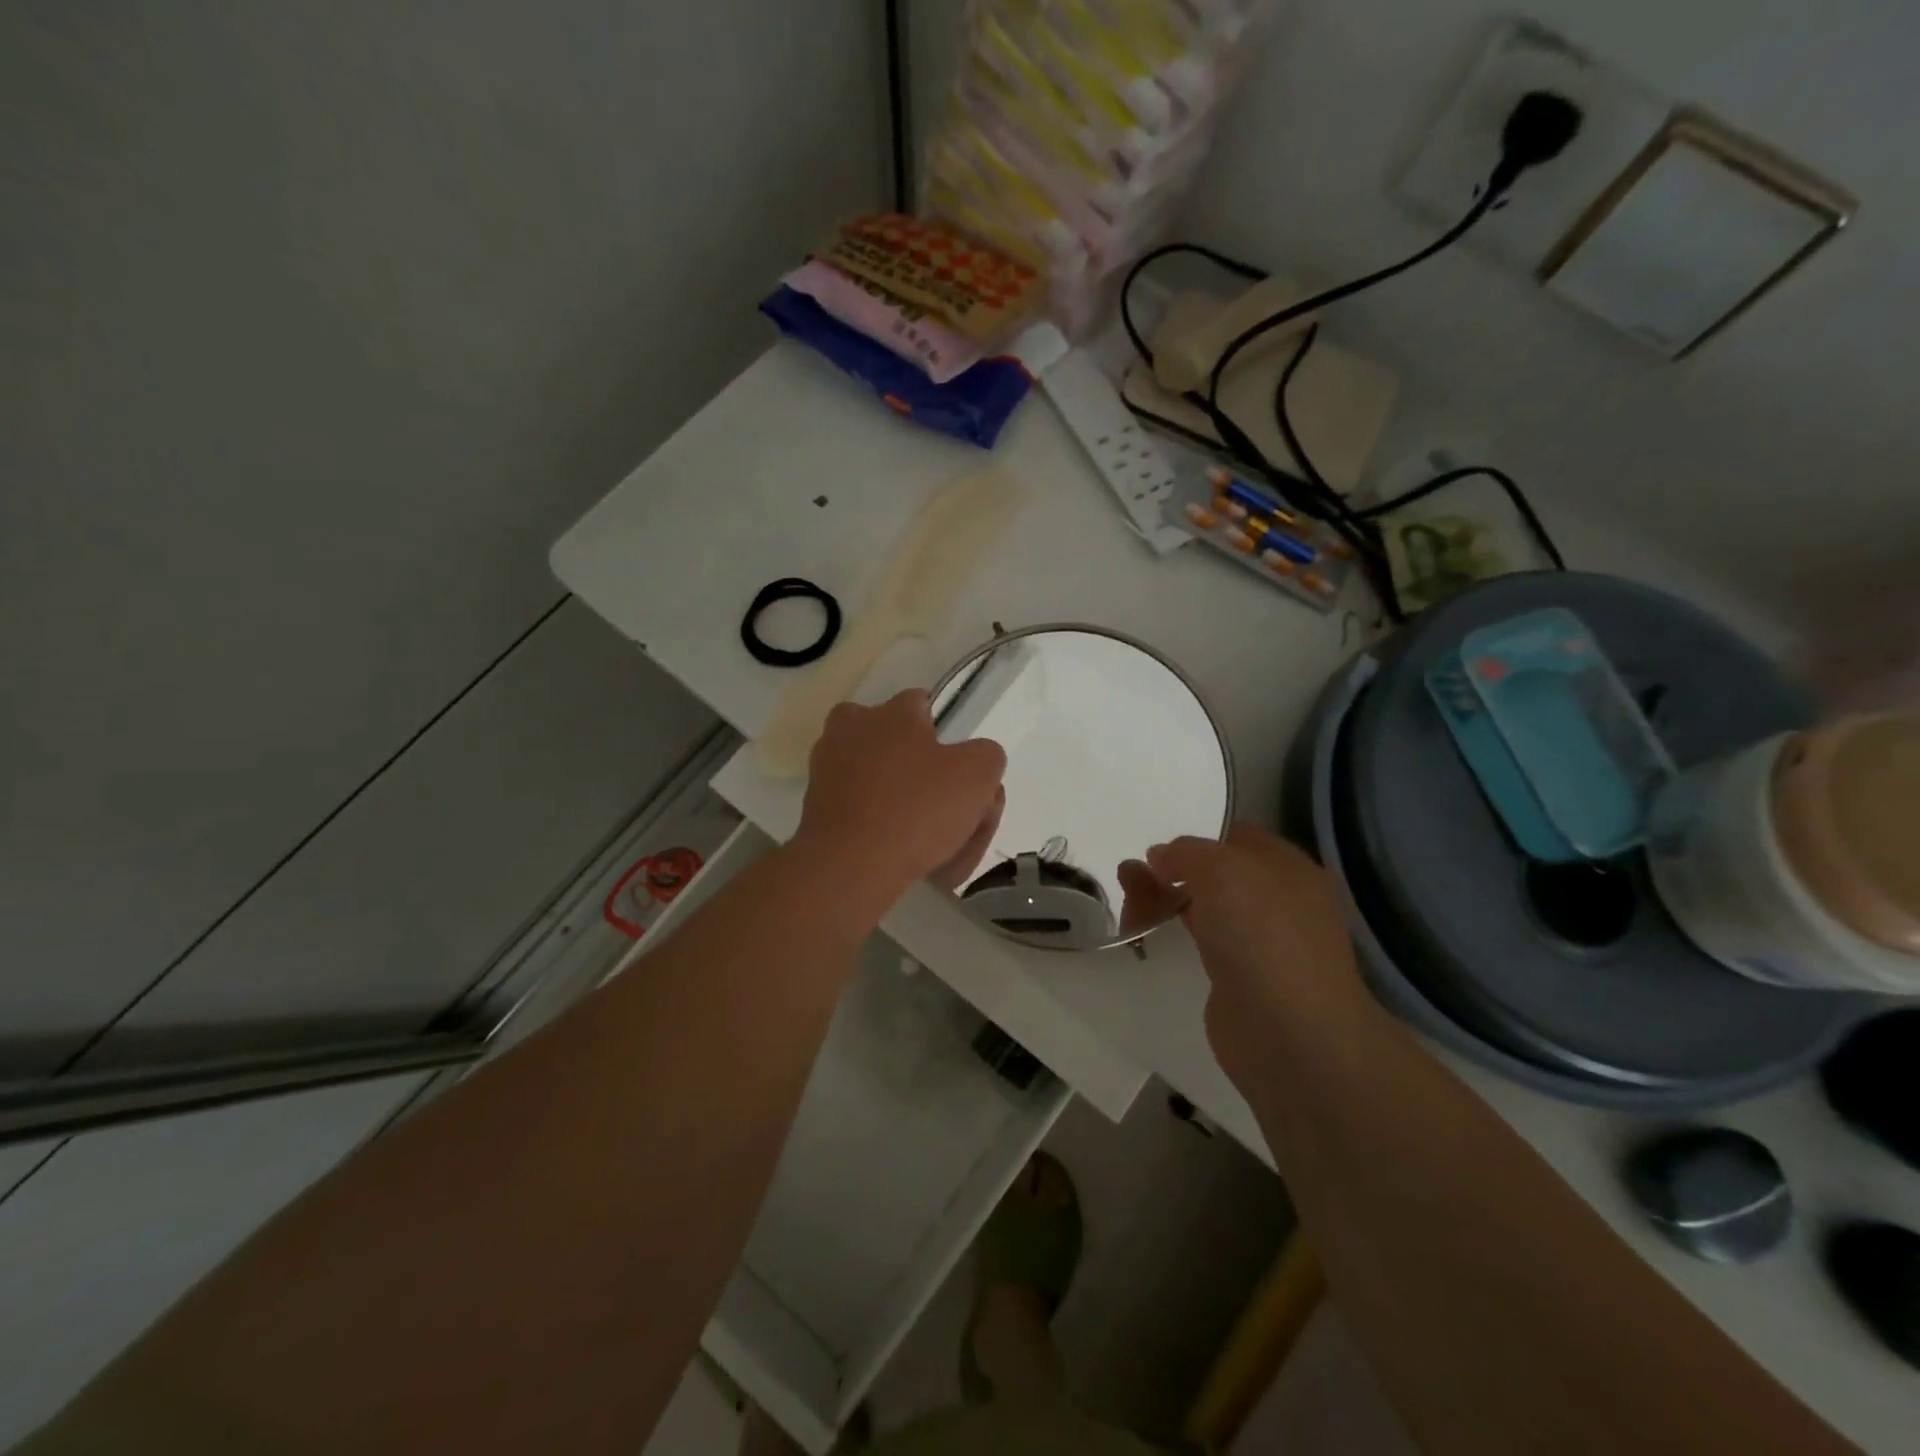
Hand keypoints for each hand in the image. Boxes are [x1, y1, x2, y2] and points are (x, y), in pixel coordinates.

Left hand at [793, 690, 1007, 910]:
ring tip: (930, 841)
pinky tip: (902, 853)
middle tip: (950, 810)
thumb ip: (986, 755)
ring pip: (879, 778)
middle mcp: (852, 728)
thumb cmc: (917, 809)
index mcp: (891, 712)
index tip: (960, 773)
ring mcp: (827, 768)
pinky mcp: (815, 806)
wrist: (849, 866)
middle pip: (899, 744)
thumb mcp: (978, 775)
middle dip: (923, 770)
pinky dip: (880, 825)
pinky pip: (860, 808)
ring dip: (902, 799)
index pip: (924, 706)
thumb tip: (975, 759)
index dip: (946, 738)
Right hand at [1135, 824, 1371, 1084]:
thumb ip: (1186, 853)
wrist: (1288, 1033)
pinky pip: (1198, 944)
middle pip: (1215, 874)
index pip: (1238, 838)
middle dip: (1171, 871)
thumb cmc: (1262, 935)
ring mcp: (1259, 944)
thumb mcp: (1221, 869)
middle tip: (1130, 875)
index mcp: (1288, 869)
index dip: (1199, 837)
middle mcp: (1278, 902)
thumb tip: (1160, 857)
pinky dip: (1170, 935)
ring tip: (1124, 900)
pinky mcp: (1237, 980)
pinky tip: (1143, 934)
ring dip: (1162, 901)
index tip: (1160, 849)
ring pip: (1203, 908)